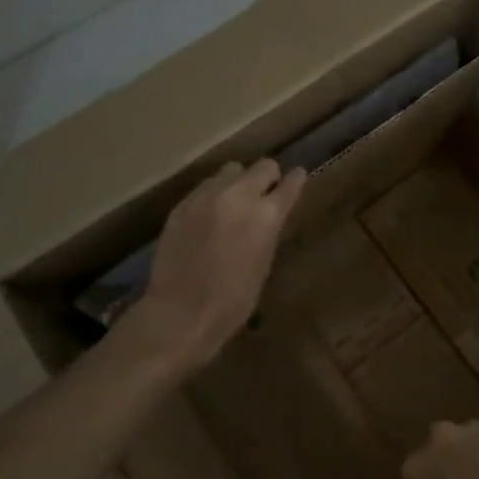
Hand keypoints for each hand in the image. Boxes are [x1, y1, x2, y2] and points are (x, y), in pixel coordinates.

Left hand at [125, 158, 305, 372]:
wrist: (181, 312)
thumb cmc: (233, 300)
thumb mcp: (263, 264)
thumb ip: (268, 231)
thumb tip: (269, 217)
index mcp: (267, 215)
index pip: (290, 183)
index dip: (296, 180)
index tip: (297, 177)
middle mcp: (239, 195)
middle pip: (263, 166)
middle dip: (267, 177)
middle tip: (265, 193)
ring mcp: (207, 195)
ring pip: (231, 170)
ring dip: (238, 182)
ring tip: (233, 202)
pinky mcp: (183, 203)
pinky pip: (205, 187)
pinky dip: (213, 195)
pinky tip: (208, 216)